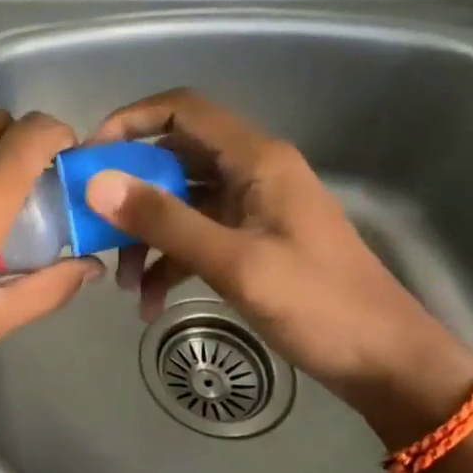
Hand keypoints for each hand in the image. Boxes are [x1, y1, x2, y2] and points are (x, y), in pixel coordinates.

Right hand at [84, 89, 472, 445]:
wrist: (384, 362)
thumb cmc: (318, 305)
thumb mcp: (235, 263)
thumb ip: (165, 220)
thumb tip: (96, 183)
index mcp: (256, 159)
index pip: (182, 111)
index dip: (130, 122)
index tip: (88, 158)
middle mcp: (251, 173)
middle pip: (173, 160)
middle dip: (129, 194)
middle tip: (91, 227)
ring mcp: (250, 210)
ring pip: (179, 204)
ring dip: (146, 238)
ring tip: (124, 285)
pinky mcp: (249, 244)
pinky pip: (195, 239)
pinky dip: (169, 264)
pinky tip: (150, 305)